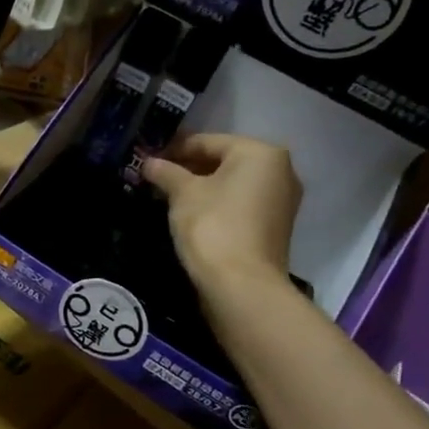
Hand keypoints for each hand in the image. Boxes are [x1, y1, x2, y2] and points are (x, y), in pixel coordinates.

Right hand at [142, 133, 301, 296]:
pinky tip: (191, 215)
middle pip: (223, 161)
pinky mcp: (275, 227)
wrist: (242, 286)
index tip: (147, 159)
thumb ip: (166, 172)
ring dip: (201, 188)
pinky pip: (240, 205)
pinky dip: (217, 205)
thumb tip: (148, 162)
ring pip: (232, 184)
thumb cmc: (213, 226)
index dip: (173, 149)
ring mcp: (281, 201)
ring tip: (167, 196)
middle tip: (155, 178)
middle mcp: (280, 171)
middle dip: (188, 169)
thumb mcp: (183, 194)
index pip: (207, 142)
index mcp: (261, 153)